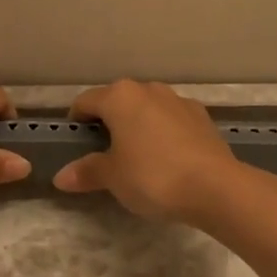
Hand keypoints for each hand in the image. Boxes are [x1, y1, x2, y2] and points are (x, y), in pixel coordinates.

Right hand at [53, 79, 247, 224]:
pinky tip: (167, 160)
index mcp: (120, 97)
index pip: (86, 101)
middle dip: (108, 123)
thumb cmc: (153, 176)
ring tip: (136, 158)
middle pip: (118, 101)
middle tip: (103, 155)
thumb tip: (61, 176)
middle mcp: (149, 89)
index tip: (74, 144)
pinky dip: (162, 133)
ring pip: (147, 109)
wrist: (215, 187)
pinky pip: (171, 121)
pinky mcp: (202, 117)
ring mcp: (178, 101)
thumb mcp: (113, 177)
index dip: (75, 122)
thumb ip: (87, 172)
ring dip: (137, 127)